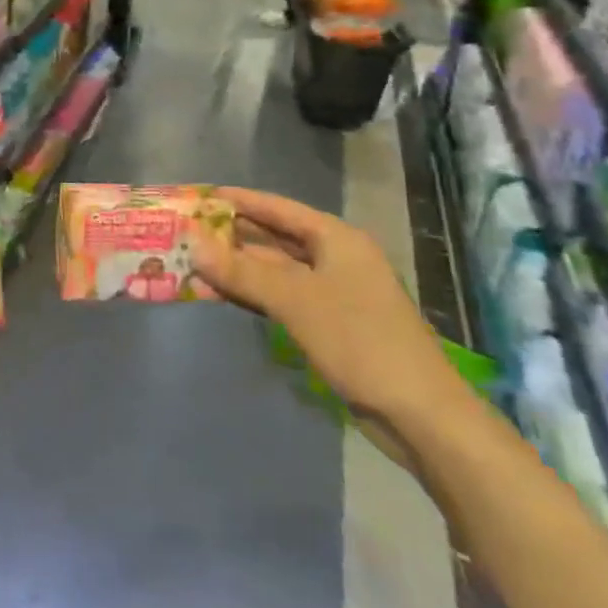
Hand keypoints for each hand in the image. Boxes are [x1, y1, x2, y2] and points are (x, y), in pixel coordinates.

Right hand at [195, 188, 460, 421]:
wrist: (419, 413)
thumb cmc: (359, 340)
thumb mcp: (295, 300)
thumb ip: (241, 271)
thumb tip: (191, 243)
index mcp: (336, 238)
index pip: (279, 208)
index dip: (240, 200)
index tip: (201, 194)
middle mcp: (336, 257)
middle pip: (276, 237)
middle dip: (233, 235)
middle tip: (187, 230)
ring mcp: (335, 292)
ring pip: (277, 269)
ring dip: (240, 267)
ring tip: (195, 261)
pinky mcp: (331, 323)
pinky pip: (283, 296)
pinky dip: (255, 293)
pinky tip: (224, 294)